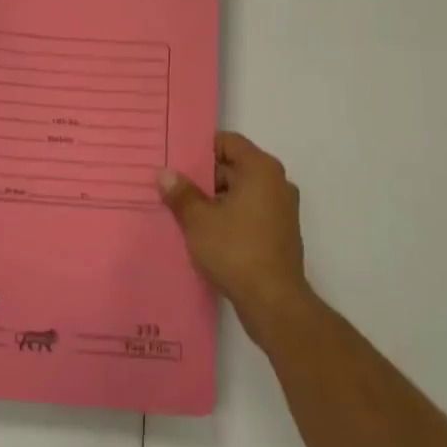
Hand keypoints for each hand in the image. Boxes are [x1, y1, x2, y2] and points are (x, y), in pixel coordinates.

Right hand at [157, 132, 311, 337]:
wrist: (275, 303)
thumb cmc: (236, 251)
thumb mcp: (199, 220)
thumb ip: (181, 193)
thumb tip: (164, 173)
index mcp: (261, 169)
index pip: (228, 142)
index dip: (201, 149)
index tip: (176, 160)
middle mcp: (276, 183)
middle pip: (234, 166)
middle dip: (204, 177)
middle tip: (173, 187)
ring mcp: (282, 209)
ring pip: (241, 192)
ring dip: (215, 200)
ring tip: (183, 212)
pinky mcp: (280, 234)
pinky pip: (250, 213)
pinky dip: (229, 217)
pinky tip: (205, 233)